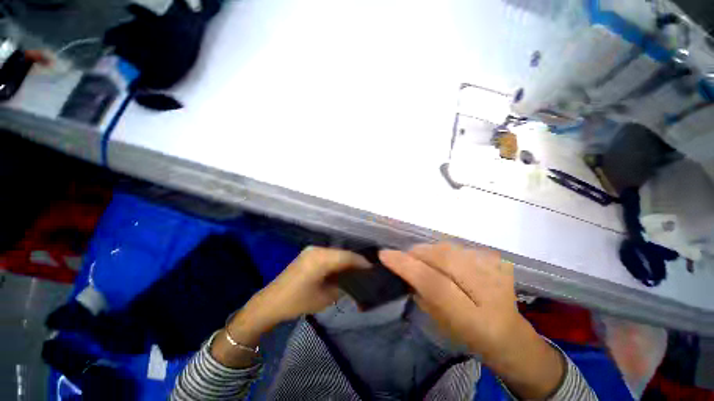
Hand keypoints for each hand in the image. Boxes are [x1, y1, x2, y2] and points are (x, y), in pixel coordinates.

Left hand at [249, 246, 370, 325]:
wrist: (270, 302)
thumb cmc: (297, 302)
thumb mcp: (325, 297)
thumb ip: (343, 287)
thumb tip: (355, 281)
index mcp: (321, 258)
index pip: (347, 257)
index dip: (362, 262)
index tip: (373, 269)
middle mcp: (317, 249)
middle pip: (342, 253)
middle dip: (355, 261)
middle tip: (367, 271)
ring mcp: (311, 250)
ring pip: (336, 253)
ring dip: (346, 261)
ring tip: (357, 271)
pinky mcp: (308, 254)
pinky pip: (328, 255)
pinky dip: (337, 261)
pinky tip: (342, 269)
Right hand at [380, 243, 564, 398]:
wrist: (511, 335)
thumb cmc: (472, 337)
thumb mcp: (442, 324)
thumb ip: (423, 295)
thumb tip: (406, 269)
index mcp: (476, 319)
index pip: (434, 284)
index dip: (407, 266)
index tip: (385, 254)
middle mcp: (490, 290)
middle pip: (443, 257)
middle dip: (418, 253)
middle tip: (405, 256)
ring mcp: (497, 270)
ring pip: (450, 248)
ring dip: (430, 251)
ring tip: (424, 259)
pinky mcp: (497, 259)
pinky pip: (459, 247)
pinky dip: (444, 252)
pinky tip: (446, 262)